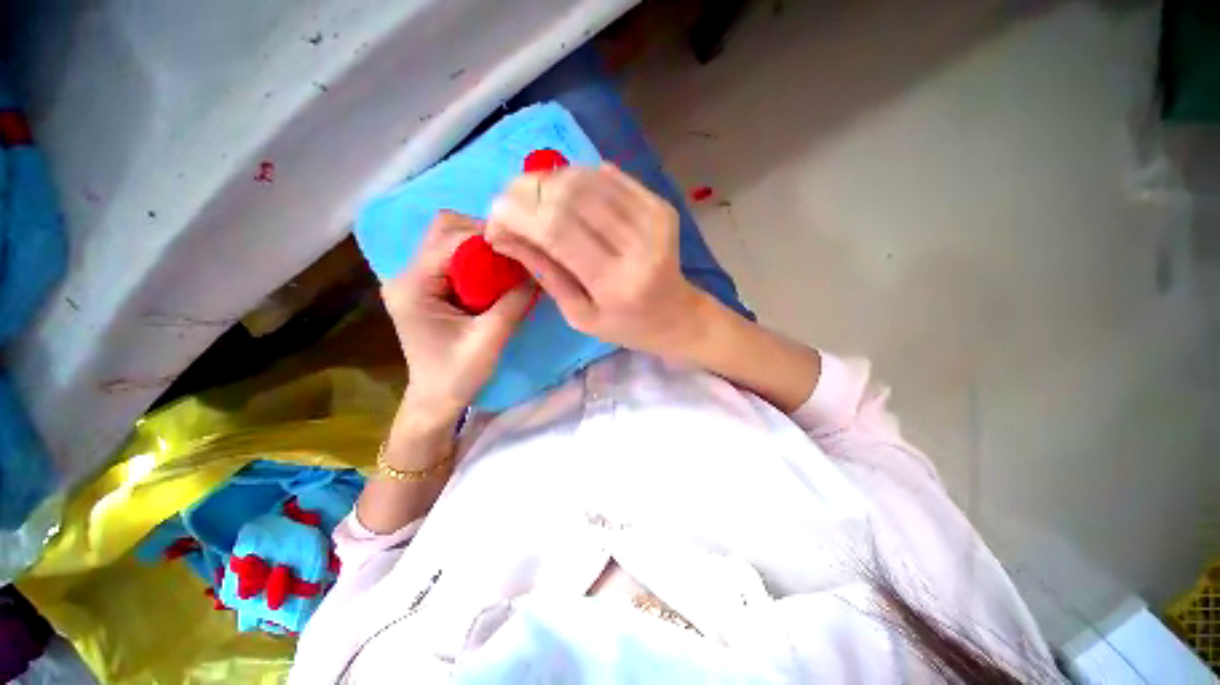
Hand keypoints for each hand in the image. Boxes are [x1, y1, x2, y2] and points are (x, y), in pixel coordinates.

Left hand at [382, 211, 536, 425]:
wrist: (436, 400)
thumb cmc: (457, 375)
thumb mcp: (490, 339)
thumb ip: (514, 303)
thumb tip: (538, 272)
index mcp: (413, 286)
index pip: (450, 239)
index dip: (487, 237)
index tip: (521, 248)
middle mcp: (407, 274)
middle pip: (444, 229)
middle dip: (483, 235)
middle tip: (514, 254)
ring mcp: (415, 279)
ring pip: (449, 239)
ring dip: (481, 246)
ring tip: (508, 264)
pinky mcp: (427, 287)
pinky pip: (453, 258)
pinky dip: (477, 259)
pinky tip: (496, 275)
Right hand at [486, 164, 707, 357]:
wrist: (678, 315)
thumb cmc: (626, 326)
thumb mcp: (579, 315)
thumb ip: (545, 272)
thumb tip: (504, 232)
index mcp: (615, 282)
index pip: (556, 228)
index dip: (517, 213)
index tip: (494, 217)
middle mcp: (637, 245)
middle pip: (570, 194)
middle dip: (527, 190)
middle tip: (509, 203)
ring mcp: (654, 219)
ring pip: (587, 178)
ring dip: (550, 180)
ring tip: (534, 199)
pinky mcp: (660, 206)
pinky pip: (610, 176)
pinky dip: (579, 177)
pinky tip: (566, 193)